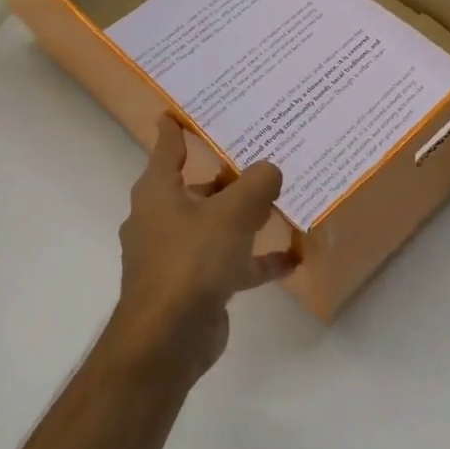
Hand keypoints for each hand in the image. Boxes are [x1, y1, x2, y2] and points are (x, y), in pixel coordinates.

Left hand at [110, 116, 291, 382]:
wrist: (168, 338)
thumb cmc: (192, 260)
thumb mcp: (232, 214)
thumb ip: (257, 184)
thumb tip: (271, 169)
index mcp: (158, 192)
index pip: (167, 148)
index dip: (176, 128)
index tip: (182, 110)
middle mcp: (162, 219)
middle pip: (197, 187)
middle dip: (226, 175)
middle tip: (259, 154)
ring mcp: (176, 255)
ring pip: (214, 225)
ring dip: (244, 217)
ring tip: (279, 202)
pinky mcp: (194, 285)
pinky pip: (229, 263)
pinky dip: (256, 260)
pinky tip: (291, 258)